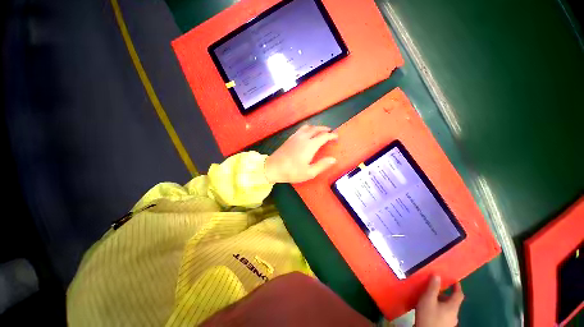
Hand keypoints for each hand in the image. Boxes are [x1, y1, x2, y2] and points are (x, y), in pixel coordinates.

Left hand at [265, 125, 337, 183]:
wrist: (273, 167)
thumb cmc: (292, 172)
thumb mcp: (309, 172)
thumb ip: (322, 165)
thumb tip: (334, 159)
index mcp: (310, 145)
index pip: (324, 136)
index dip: (331, 135)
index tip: (336, 137)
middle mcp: (304, 138)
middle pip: (316, 129)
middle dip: (325, 129)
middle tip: (330, 132)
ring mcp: (295, 137)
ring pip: (308, 127)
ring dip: (316, 127)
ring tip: (320, 131)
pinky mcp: (290, 138)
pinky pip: (301, 129)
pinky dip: (308, 129)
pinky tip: (307, 134)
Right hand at [415, 276, 463, 326]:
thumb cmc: (429, 315)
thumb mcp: (428, 299)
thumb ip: (433, 287)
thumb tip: (437, 275)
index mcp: (453, 307)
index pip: (459, 294)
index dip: (457, 286)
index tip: (454, 280)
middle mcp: (454, 314)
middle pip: (452, 302)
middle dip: (445, 294)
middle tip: (435, 288)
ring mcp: (450, 322)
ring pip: (447, 308)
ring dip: (440, 301)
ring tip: (429, 297)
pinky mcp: (444, 326)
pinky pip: (443, 314)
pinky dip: (438, 308)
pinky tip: (429, 308)